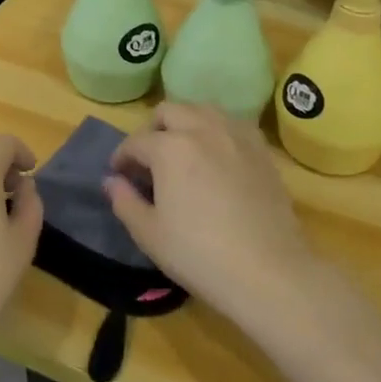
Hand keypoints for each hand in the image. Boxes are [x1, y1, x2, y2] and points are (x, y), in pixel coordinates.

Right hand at [104, 104, 317, 325]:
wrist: (269, 272)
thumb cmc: (200, 255)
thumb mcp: (150, 234)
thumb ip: (124, 201)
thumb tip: (111, 181)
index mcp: (170, 147)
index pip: (136, 142)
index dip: (122, 157)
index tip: (119, 175)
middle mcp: (202, 129)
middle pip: (169, 111)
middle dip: (152, 130)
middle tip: (149, 161)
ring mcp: (236, 135)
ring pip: (202, 110)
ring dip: (185, 123)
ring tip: (182, 152)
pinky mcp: (261, 149)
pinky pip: (232, 124)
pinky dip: (216, 131)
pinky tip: (216, 157)